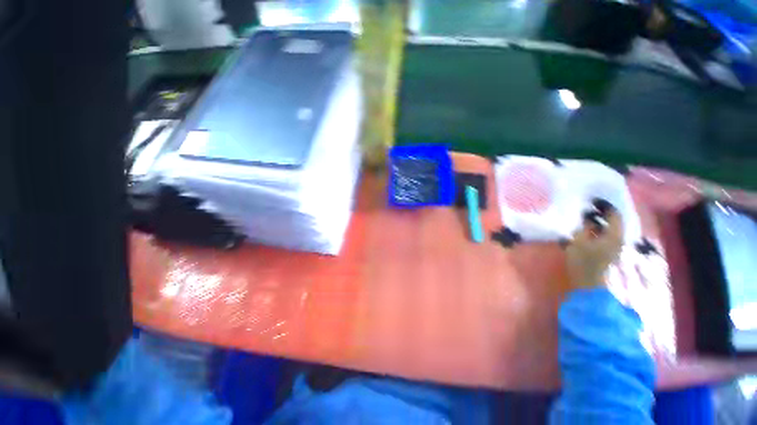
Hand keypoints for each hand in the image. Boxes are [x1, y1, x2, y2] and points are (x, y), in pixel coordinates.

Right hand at [566, 209, 623, 289]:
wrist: (588, 282)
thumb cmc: (583, 261)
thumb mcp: (579, 241)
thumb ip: (584, 227)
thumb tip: (587, 215)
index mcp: (613, 235)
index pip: (614, 215)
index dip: (604, 206)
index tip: (592, 200)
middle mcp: (618, 239)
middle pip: (614, 221)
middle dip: (603, 212)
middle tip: (589, 206)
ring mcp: (614, 245)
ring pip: (610, 228)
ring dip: (600, 221)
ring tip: (586, 216)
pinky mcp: (608, 250)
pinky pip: (606, 234)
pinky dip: (598, 228)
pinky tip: (587, 228)